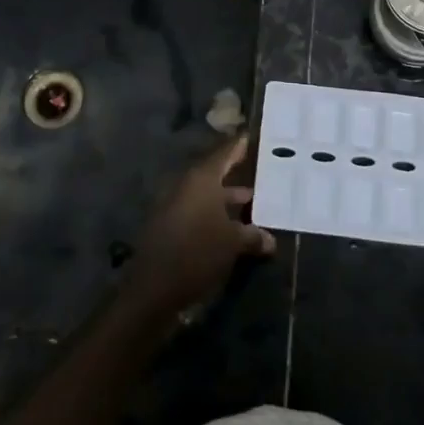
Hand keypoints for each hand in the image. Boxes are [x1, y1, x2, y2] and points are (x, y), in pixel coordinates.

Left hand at [124, 138, 275, 318]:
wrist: (153, 288)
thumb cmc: (198, 253)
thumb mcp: (233, 243)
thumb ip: (253, 236)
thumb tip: (270, 239)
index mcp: (202, 178)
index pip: (225, 152)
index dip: (240, 145)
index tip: (254, 136)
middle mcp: (187, 185)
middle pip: (216, 173)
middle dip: (238, 175)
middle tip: (262, 173)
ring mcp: (175, 204)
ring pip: (208, 195)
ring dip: (229, 200)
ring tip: (254, 205)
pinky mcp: (169, 225)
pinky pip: (198, 211)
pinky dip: (216, 215)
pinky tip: (233, 229)